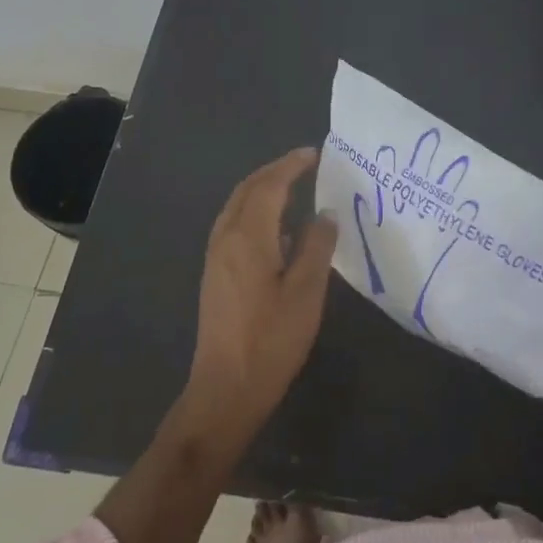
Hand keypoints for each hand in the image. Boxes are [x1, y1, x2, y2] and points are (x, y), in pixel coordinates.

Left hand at [185, 148, 337, 442]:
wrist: (226, 388)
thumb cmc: (272, 339)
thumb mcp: (306, 292)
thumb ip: (317, 246)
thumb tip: (326, 213)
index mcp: (247, 237)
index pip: (269, 186)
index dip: (291, 166)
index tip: (316, 153)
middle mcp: (225, 238)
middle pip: (248, 190)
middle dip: (275, 172)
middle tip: (305, 164)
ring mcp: (216, 257)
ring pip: (238, 207)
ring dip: (263, 190)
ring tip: (294, 188)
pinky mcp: (215, 275)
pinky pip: (234, 226)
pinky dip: (255, 212)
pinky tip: (277, 230)